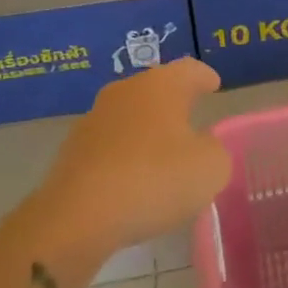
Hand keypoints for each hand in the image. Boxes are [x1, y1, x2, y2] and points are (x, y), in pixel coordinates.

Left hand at [27, 59, 229, 255]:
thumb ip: (215, 151)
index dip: (204, 77)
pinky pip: (110, 145)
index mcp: (161, 85)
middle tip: (192, 116)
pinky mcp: (72, 151)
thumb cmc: (154, 180)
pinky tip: (134, 178)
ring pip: (130, 116)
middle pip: (156, 88)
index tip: (214, 85)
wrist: (77, 218)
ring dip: (147, 129)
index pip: (190, 69)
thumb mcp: (210, 169)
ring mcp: (93, 119)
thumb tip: (202, 147)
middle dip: (174, 101)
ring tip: (163, 153)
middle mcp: (125, 91)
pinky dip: (125, 154)